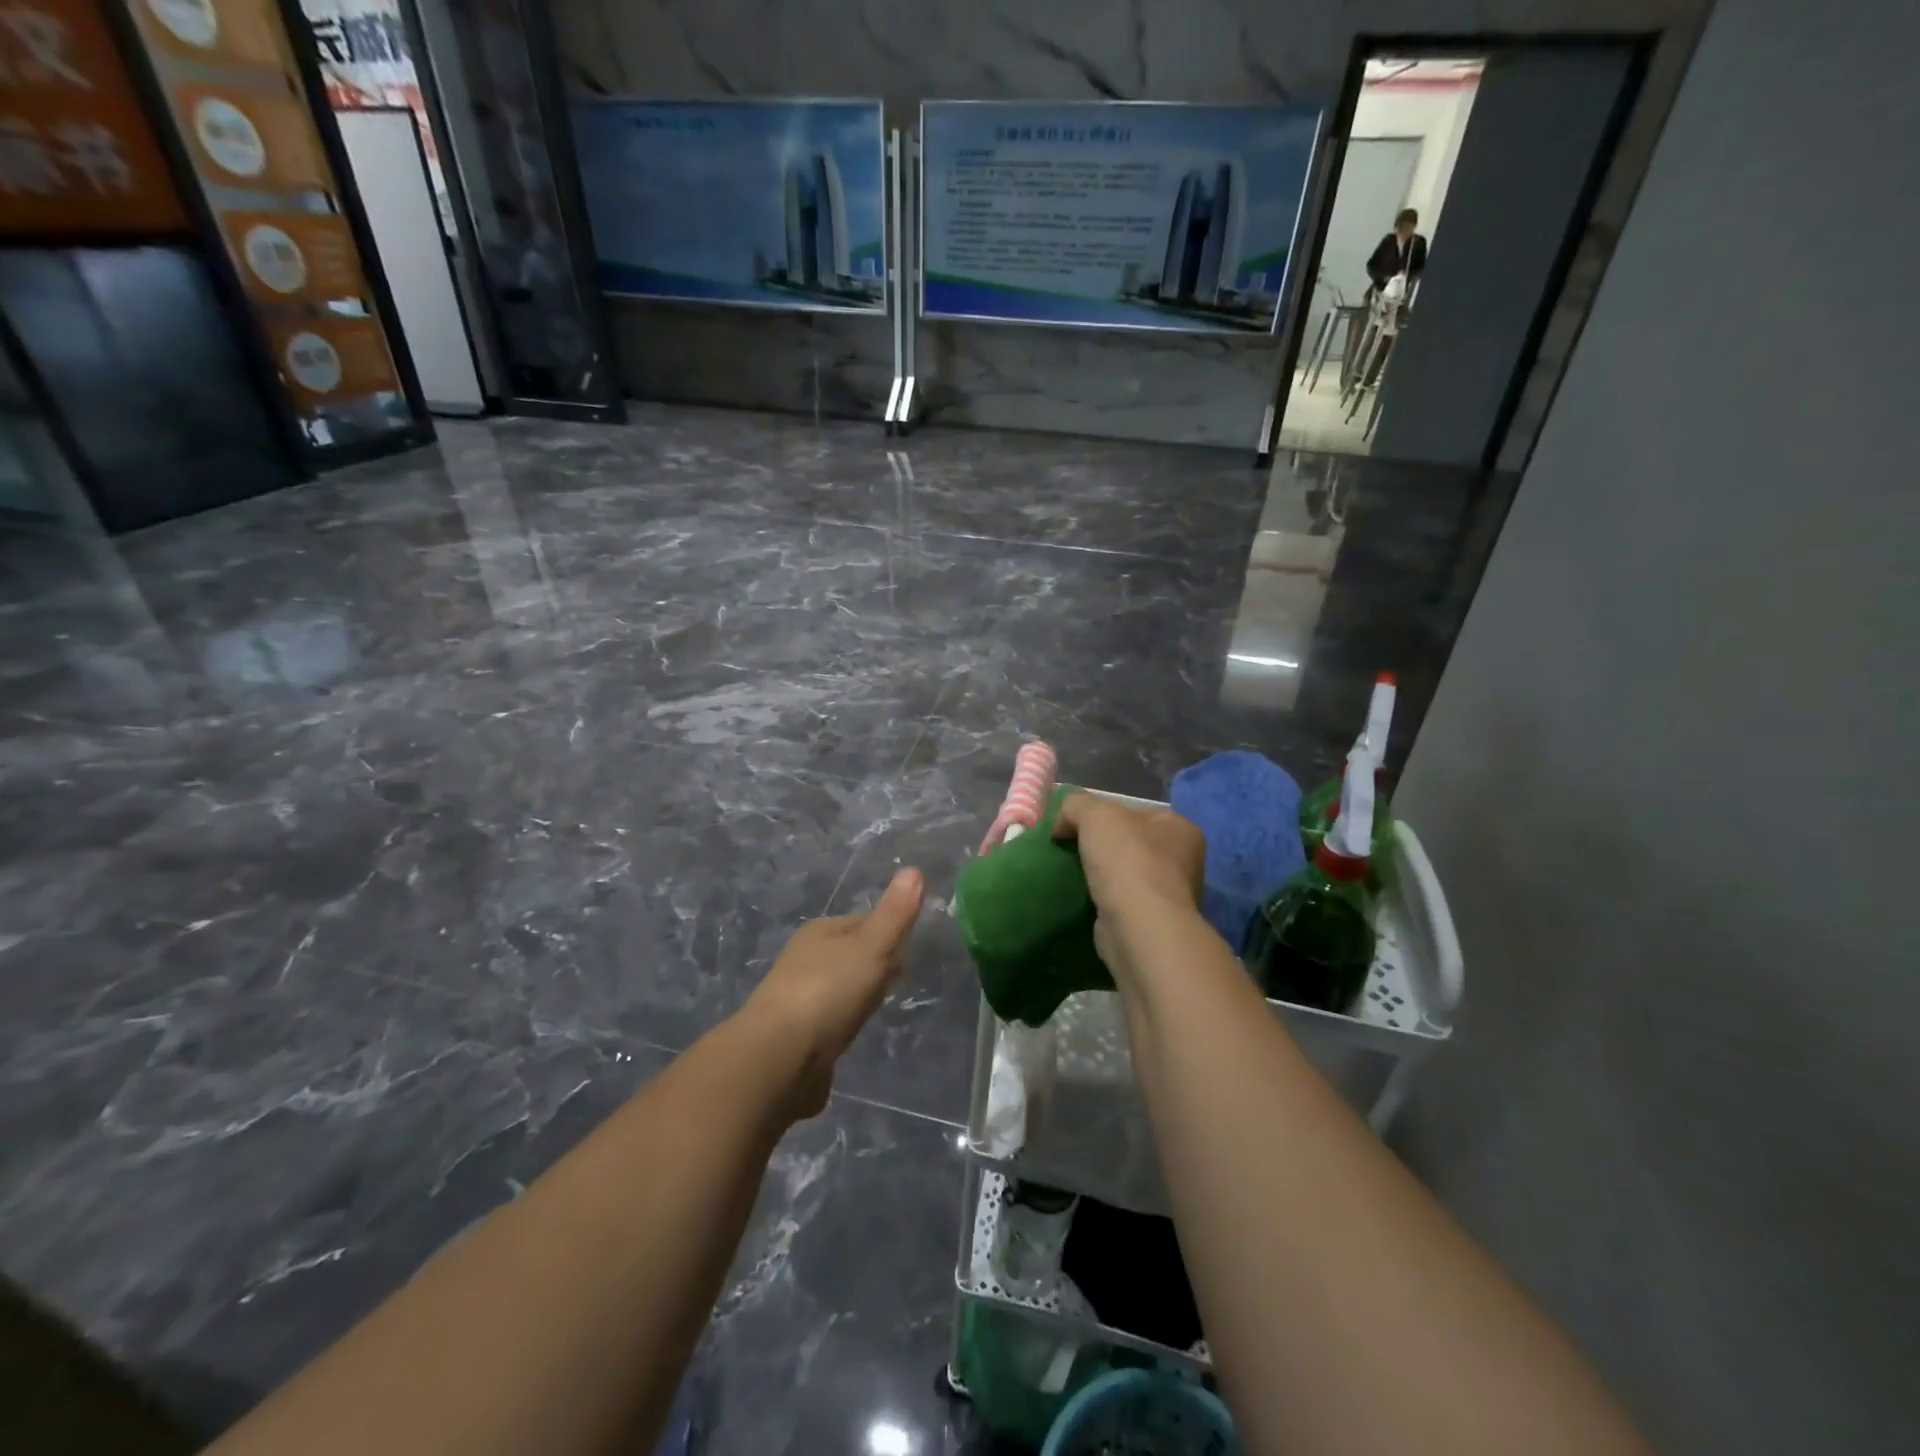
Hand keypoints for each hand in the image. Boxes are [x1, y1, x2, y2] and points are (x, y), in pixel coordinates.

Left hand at [739, 867, 924, 1117]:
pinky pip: (828, 1021)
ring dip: (856, 995)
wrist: (779, 1058)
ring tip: (877, 1008)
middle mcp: (803, 959)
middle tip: (897, 979)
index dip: (887, 932)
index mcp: (819, 932)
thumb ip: (895, 914)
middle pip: (848, 955)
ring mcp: (796, 998)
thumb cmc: (828, 992)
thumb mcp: (871, 947)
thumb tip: (914, 869)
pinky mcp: (795, 1036)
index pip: (861, 922)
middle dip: (871, 964)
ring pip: (837, 988)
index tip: (909, 948)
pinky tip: (851, 1035)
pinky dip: (841, 1023)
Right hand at [1052, 793, 1205, 982]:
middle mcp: (1183, 860)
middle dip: (1100, 846)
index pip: (1134, 811)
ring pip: (1125, 873)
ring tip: (1072, 875)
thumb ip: (1075, 805)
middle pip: (1129, 842)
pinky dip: (1103, 899)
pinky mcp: (1152, 922)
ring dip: (1101, 874)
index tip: (1072, 827)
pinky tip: (1084, 898)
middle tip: (1069, 850)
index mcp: (1180, 828)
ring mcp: (1169, 894)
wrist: (1139, 928)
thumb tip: (1062, 824)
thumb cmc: (1127, 861)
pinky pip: (1121, 900)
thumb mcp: (1095, 814)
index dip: (1101, 814)